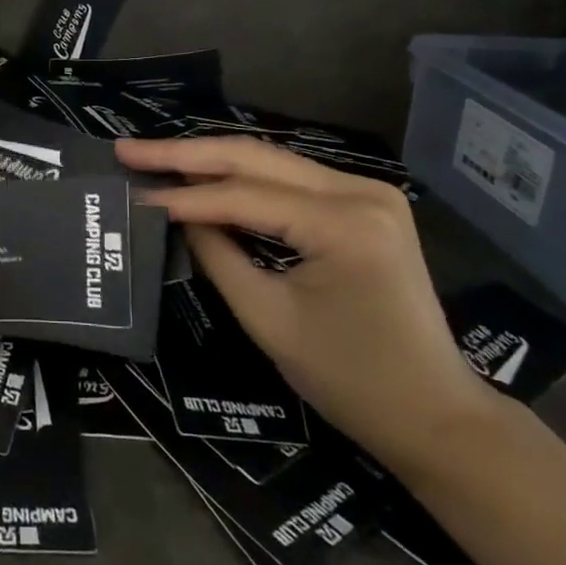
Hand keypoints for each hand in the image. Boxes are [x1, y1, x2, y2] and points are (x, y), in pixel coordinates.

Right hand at [115, 134, 498, 471]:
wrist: (436, 413)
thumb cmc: (352, 381)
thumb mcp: (269, 320)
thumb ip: (217, 256)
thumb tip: (175, 215)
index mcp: (343, 223)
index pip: (242, 196)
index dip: (181, 196)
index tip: (130, 191)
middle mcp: (360, 189)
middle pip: (255, 157)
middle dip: (186, 154)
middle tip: (129, 151)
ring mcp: (368, 190)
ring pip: (271, 161)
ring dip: (212, 160)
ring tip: (157, 159)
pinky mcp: (366, 202)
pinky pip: (291, 180)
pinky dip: (245, 178)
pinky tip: (206, 176)